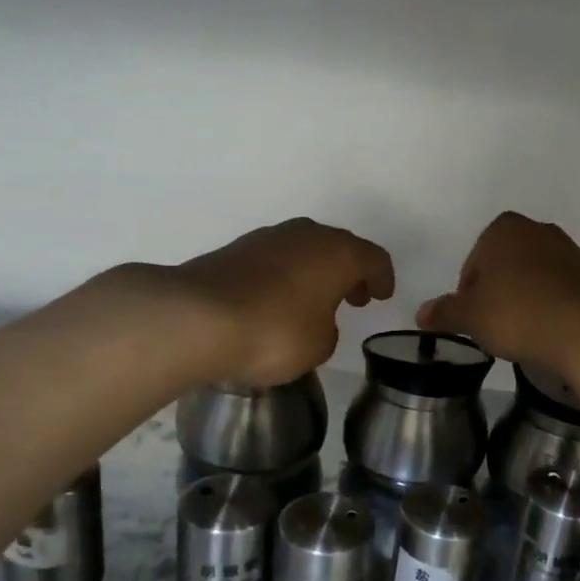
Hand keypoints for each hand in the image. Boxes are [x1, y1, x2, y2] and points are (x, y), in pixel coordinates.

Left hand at [171, 218, 394, 386]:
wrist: (197, 318)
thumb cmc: (275, 332)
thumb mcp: (319, 345)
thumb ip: (328, 329)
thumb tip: (315, 320)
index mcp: (338, 252)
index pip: (373, 258)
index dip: (382, 278)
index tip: (382, 295)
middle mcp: (305, 235)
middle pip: (337, 247)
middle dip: (348, 271)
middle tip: (353, 297)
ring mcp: (266, 238)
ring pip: (303, 250)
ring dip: (313, 272)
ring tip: (313, 301)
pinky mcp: (234, 250)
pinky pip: (273, 261)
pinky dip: (284, 277)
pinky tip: (276, 301)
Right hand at [418, 212, 579, 379]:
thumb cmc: (517, 313)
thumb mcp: (471, 316)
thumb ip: (445, 312)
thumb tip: (421, 313)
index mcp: (503, 229)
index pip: (473, 263)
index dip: (468, 295)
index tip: (475, 321)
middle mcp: (537, 229)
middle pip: (504, 266)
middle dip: (498, 294)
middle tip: (496, 327)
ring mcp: (568, 249)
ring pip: (532, 277)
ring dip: (524, 300)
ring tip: (523, 332)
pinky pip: (558, 289)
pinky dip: (549, 306)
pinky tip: (548, 331)